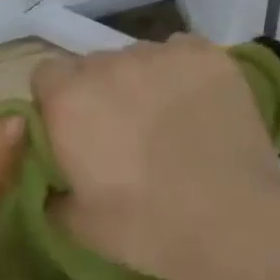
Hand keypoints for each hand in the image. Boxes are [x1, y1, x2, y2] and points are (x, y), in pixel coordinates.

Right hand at [32, 35, 279, 279]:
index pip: (46, 75)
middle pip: (94, 64)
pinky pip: (181, 52)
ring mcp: (161, 54)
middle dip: (102, 91)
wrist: (233, 221)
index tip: (75, 130)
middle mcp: (110, 64)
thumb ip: (52, 194)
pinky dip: (183, 72)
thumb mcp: (79, 226)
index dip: (57, 100)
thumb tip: (52, 183)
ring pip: (139, 57)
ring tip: (169, 119)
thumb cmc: (147, 228)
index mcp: (70, 100)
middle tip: (124, 131)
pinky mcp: (206, 55)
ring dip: (143, 80)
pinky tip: (199, 104)